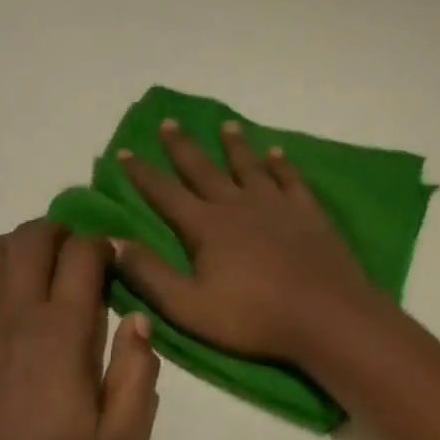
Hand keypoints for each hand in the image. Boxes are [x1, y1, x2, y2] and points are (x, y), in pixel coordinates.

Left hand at [0, 220, 159, 439]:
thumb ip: (137, 376)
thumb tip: (138, 320)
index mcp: (63, 333)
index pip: (82, 256)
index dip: (102, 248)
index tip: (115, 266)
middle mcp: (15, 315)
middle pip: (32, 239)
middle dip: (60, 233)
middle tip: (78, 258)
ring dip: (17, 246)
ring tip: (37, 268)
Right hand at [112, 119, 382, 361]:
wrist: (325, 315)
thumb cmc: (253, 317)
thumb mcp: (189, 307)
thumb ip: (150, 275)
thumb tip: (114, 242)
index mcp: (206, 227)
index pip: (165, 194)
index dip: (142, 174)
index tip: (125, 152)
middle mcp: (238, 205)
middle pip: (204, 169)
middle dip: (183, 147)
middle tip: (170, 122)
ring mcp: (276, 205)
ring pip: (249, 166)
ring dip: (235, 146)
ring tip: (227, 125)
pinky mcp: (308, 212)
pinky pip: (290, 178)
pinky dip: (281, 164)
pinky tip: (277, 153)